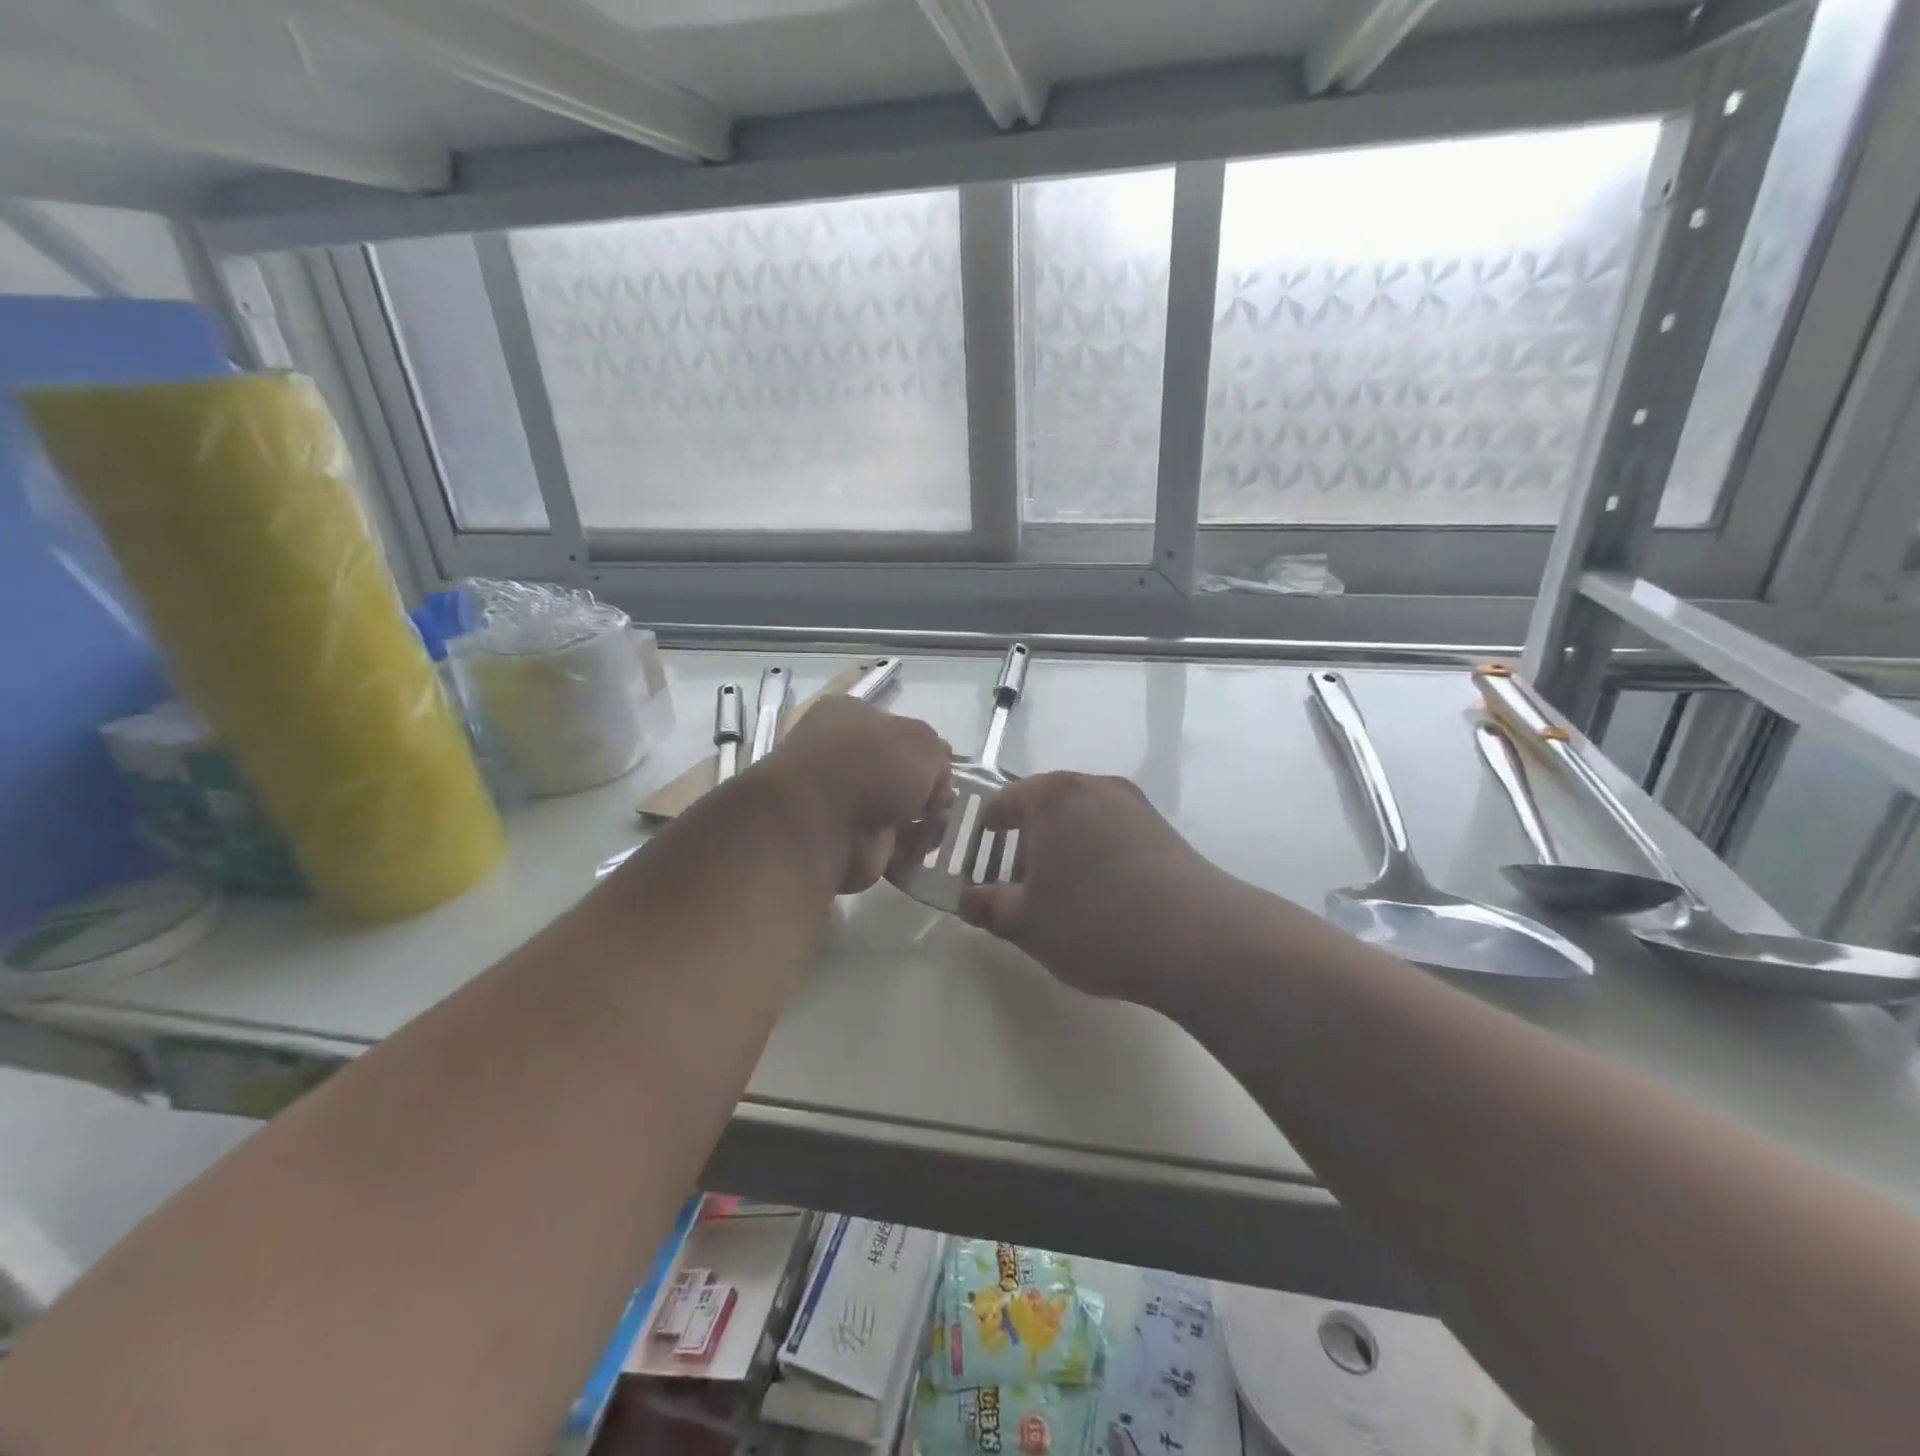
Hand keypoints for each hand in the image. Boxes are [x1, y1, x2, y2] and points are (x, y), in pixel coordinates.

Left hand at [765, 697, 951, 893]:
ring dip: (924, 820)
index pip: (894, 728)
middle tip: (945, 801)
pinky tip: (922, 846)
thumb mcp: (922, 742)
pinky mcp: (849, 842)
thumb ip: (938, 755)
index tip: (946, 766)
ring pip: (898, 809)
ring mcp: (843, 802)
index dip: (924, 748)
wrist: (822, 824)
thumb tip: (937, 777)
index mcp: (848, 718)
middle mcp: (842, 756)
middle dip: (927, 789)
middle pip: (899, 772)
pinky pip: (892, 843)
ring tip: (936, 825)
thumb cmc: (871, 765)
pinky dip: (911, 847)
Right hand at [958, 773, 1254, 1010]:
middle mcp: (1094, 786)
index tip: (975, 862)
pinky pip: (1113, 835)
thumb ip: (988, 906)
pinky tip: (1101, 898)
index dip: (983, 833)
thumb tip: (967, 900)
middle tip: (1014, 887)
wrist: (1198, 939)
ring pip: (1081, 821)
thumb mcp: (1025, 923)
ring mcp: (1134, 805)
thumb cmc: (1093, 922)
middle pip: (1044, 808)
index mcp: (1052, 796)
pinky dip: (1096, 857)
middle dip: (1024, 844)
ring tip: (1059, 897)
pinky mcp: (1165, 830)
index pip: (1002, 802)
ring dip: (1062, 851)